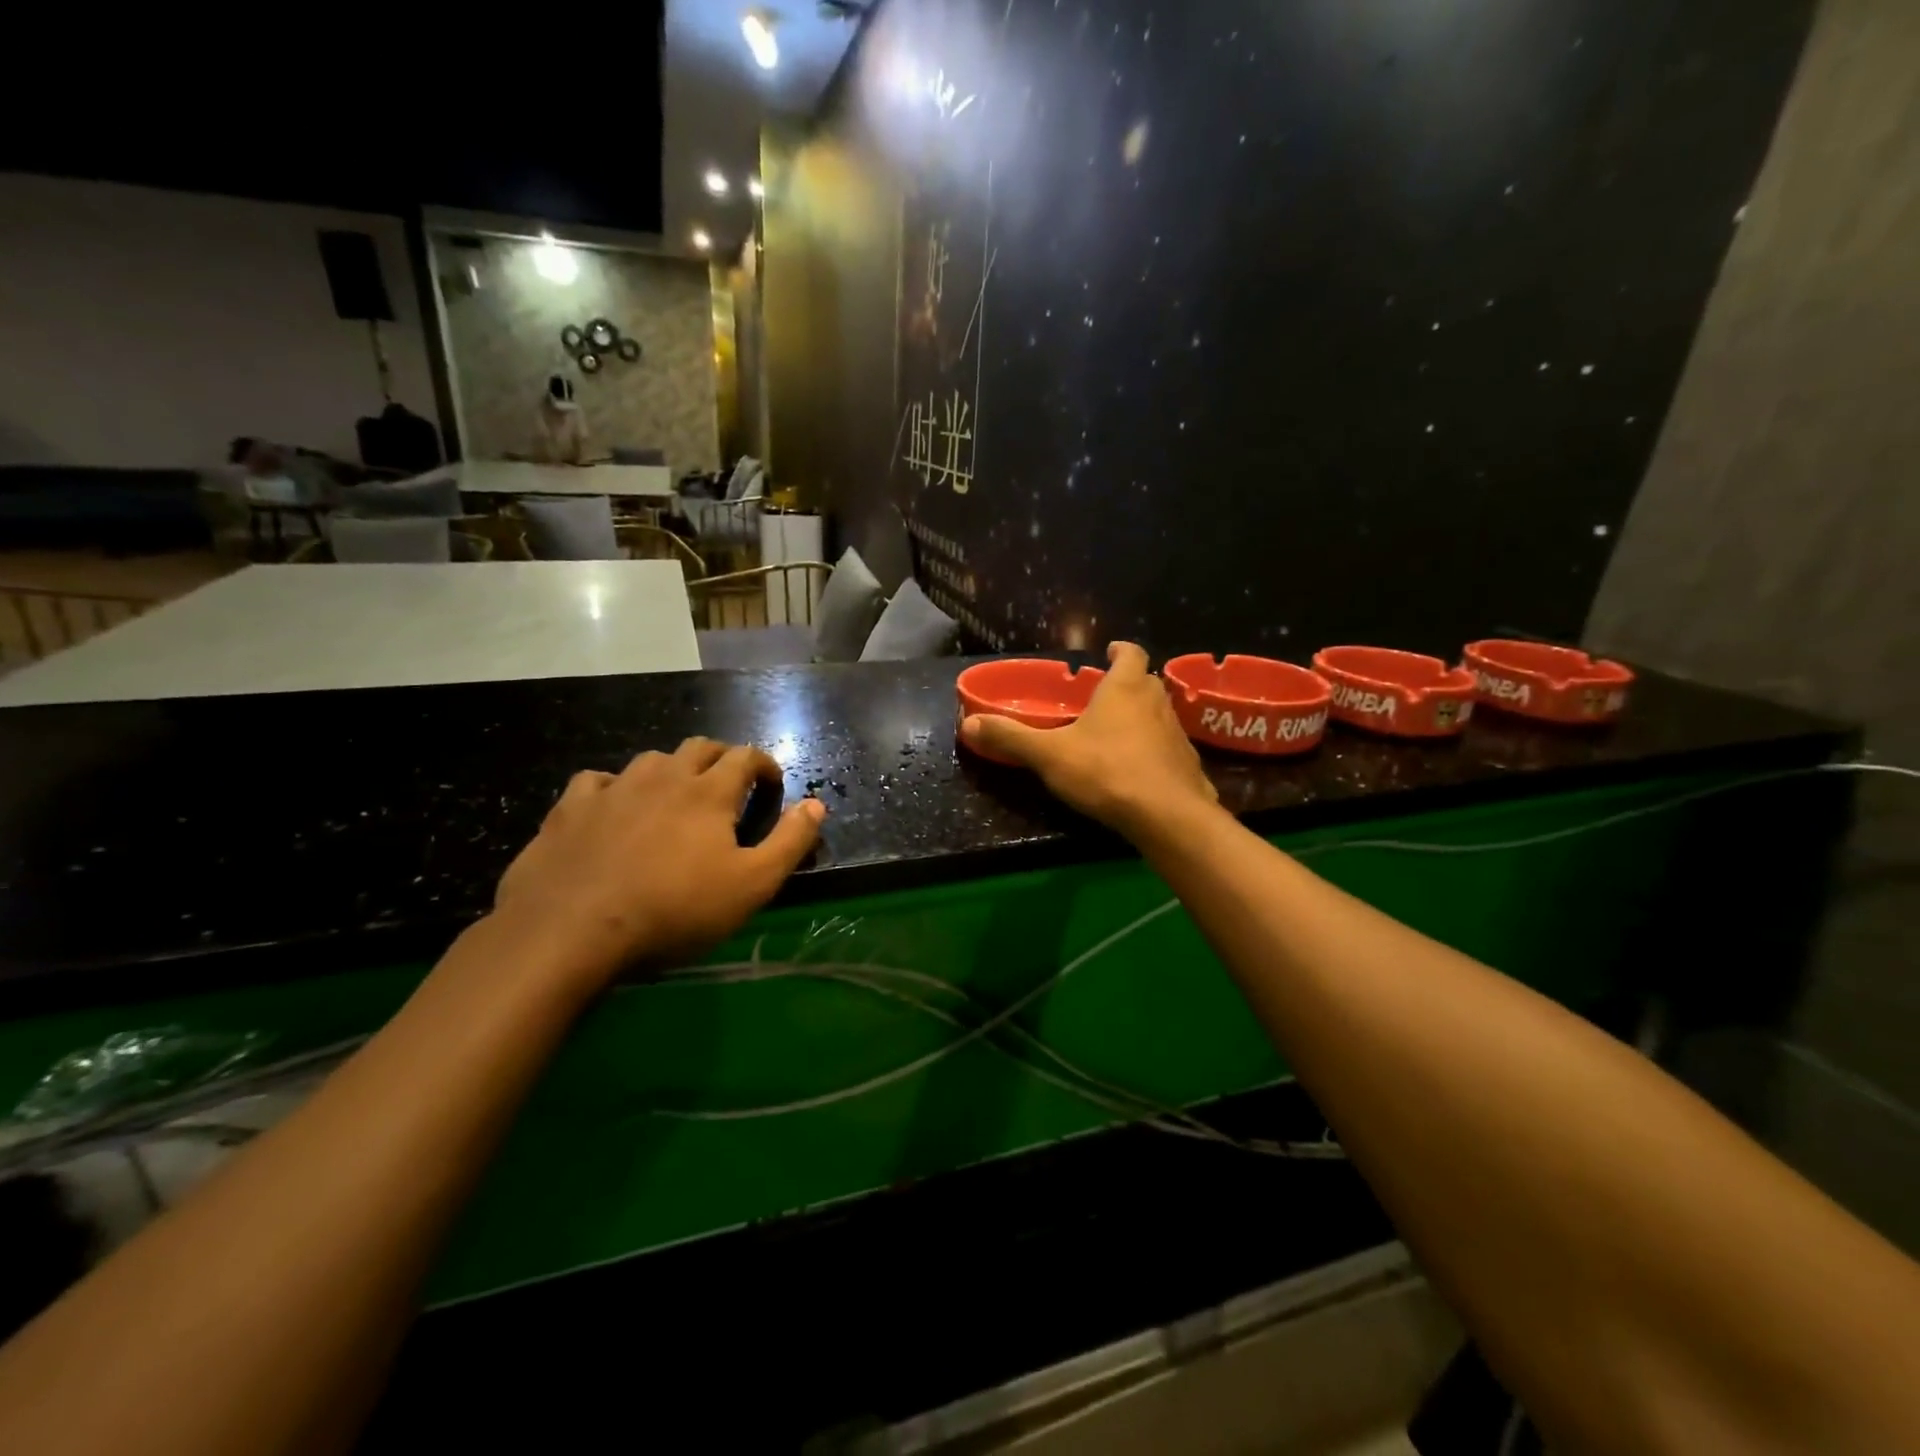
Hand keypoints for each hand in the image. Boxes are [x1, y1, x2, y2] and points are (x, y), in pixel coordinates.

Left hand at [490, 738, 824, 990]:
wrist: (572, 928)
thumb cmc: (675, 908)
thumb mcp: (752, 884)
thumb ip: (790, 842)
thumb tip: (817, 804)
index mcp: (710, 792)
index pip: (746, 757)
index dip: (764, 764)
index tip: (772, 782)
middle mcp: (664, 776)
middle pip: (700, 747)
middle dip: (721, 758)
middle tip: (728, 784)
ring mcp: (614, 788)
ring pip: (651, 760)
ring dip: (671, 771)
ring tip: (674, 797)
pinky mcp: (571, 808)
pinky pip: (598, 780)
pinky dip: (615, 788)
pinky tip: (614, 808)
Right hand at [959, 642, 1218, 839]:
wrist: (1167, 815)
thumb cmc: (1106, 771)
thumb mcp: (1049, 754)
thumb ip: (1011, 738)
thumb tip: (968, 723)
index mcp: (1126, 688)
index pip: (1131, 653)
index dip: (1121, 651)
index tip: (1110, 652)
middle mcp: (1157, 702)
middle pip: (1146, 681)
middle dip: (1128, 685)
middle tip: (1104, 697)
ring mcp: (1177, 733)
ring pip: (1159, 714)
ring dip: (1142, 717)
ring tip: (1116, 733)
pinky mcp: (1188, 763)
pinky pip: (1168, 747)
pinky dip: (1154, 750)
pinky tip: (1137, 770)